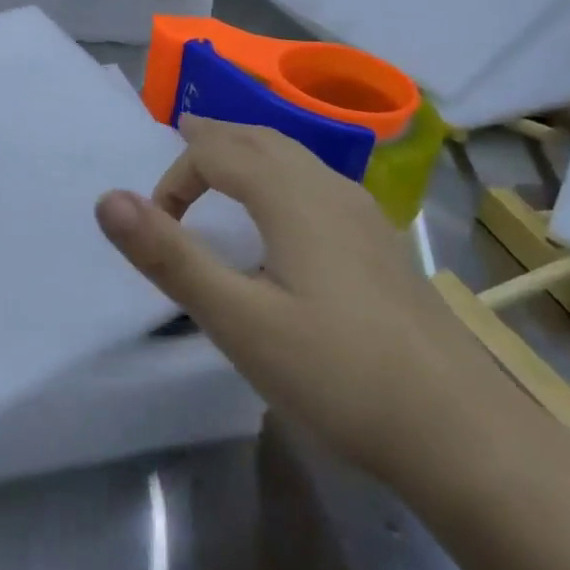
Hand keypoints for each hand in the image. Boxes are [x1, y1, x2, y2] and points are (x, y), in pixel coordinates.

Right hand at [96, 115, 481, 480]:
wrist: (462, 432)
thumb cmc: (338, 374)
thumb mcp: (239, 321)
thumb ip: (171, 256)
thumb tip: (107, 199)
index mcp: (290, 194)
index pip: (215, 152)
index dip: (175, 179)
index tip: (158, 228)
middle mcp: (328, 187)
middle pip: (259, 137)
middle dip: (213, 139)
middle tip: (181, 146)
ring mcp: (363, 213)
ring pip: (295, 155)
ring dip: (250, 150)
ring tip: (223, 168)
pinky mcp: (382, 242)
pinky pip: (317, 180)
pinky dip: (281, 173)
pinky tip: (287, 216)